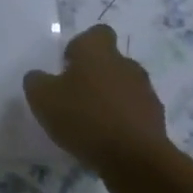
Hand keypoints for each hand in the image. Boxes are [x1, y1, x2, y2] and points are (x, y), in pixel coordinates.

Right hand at [23, 24, 171, 179]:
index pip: (96, 33)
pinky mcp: (156, 118)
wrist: (134, 158)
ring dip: (110, 99)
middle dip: (95, 76)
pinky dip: (123, 121)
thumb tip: (39, 77)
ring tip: (91, 124)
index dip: (82, 46)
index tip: (68, 66)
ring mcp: (145, 91)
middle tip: (75, 98)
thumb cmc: (84, 117)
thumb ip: (36, 82)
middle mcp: (125, 63)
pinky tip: (108, 141)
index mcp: (98, 51)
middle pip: (110, 62)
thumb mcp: (42, 98)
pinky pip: (135, 113)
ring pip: (124, 87)